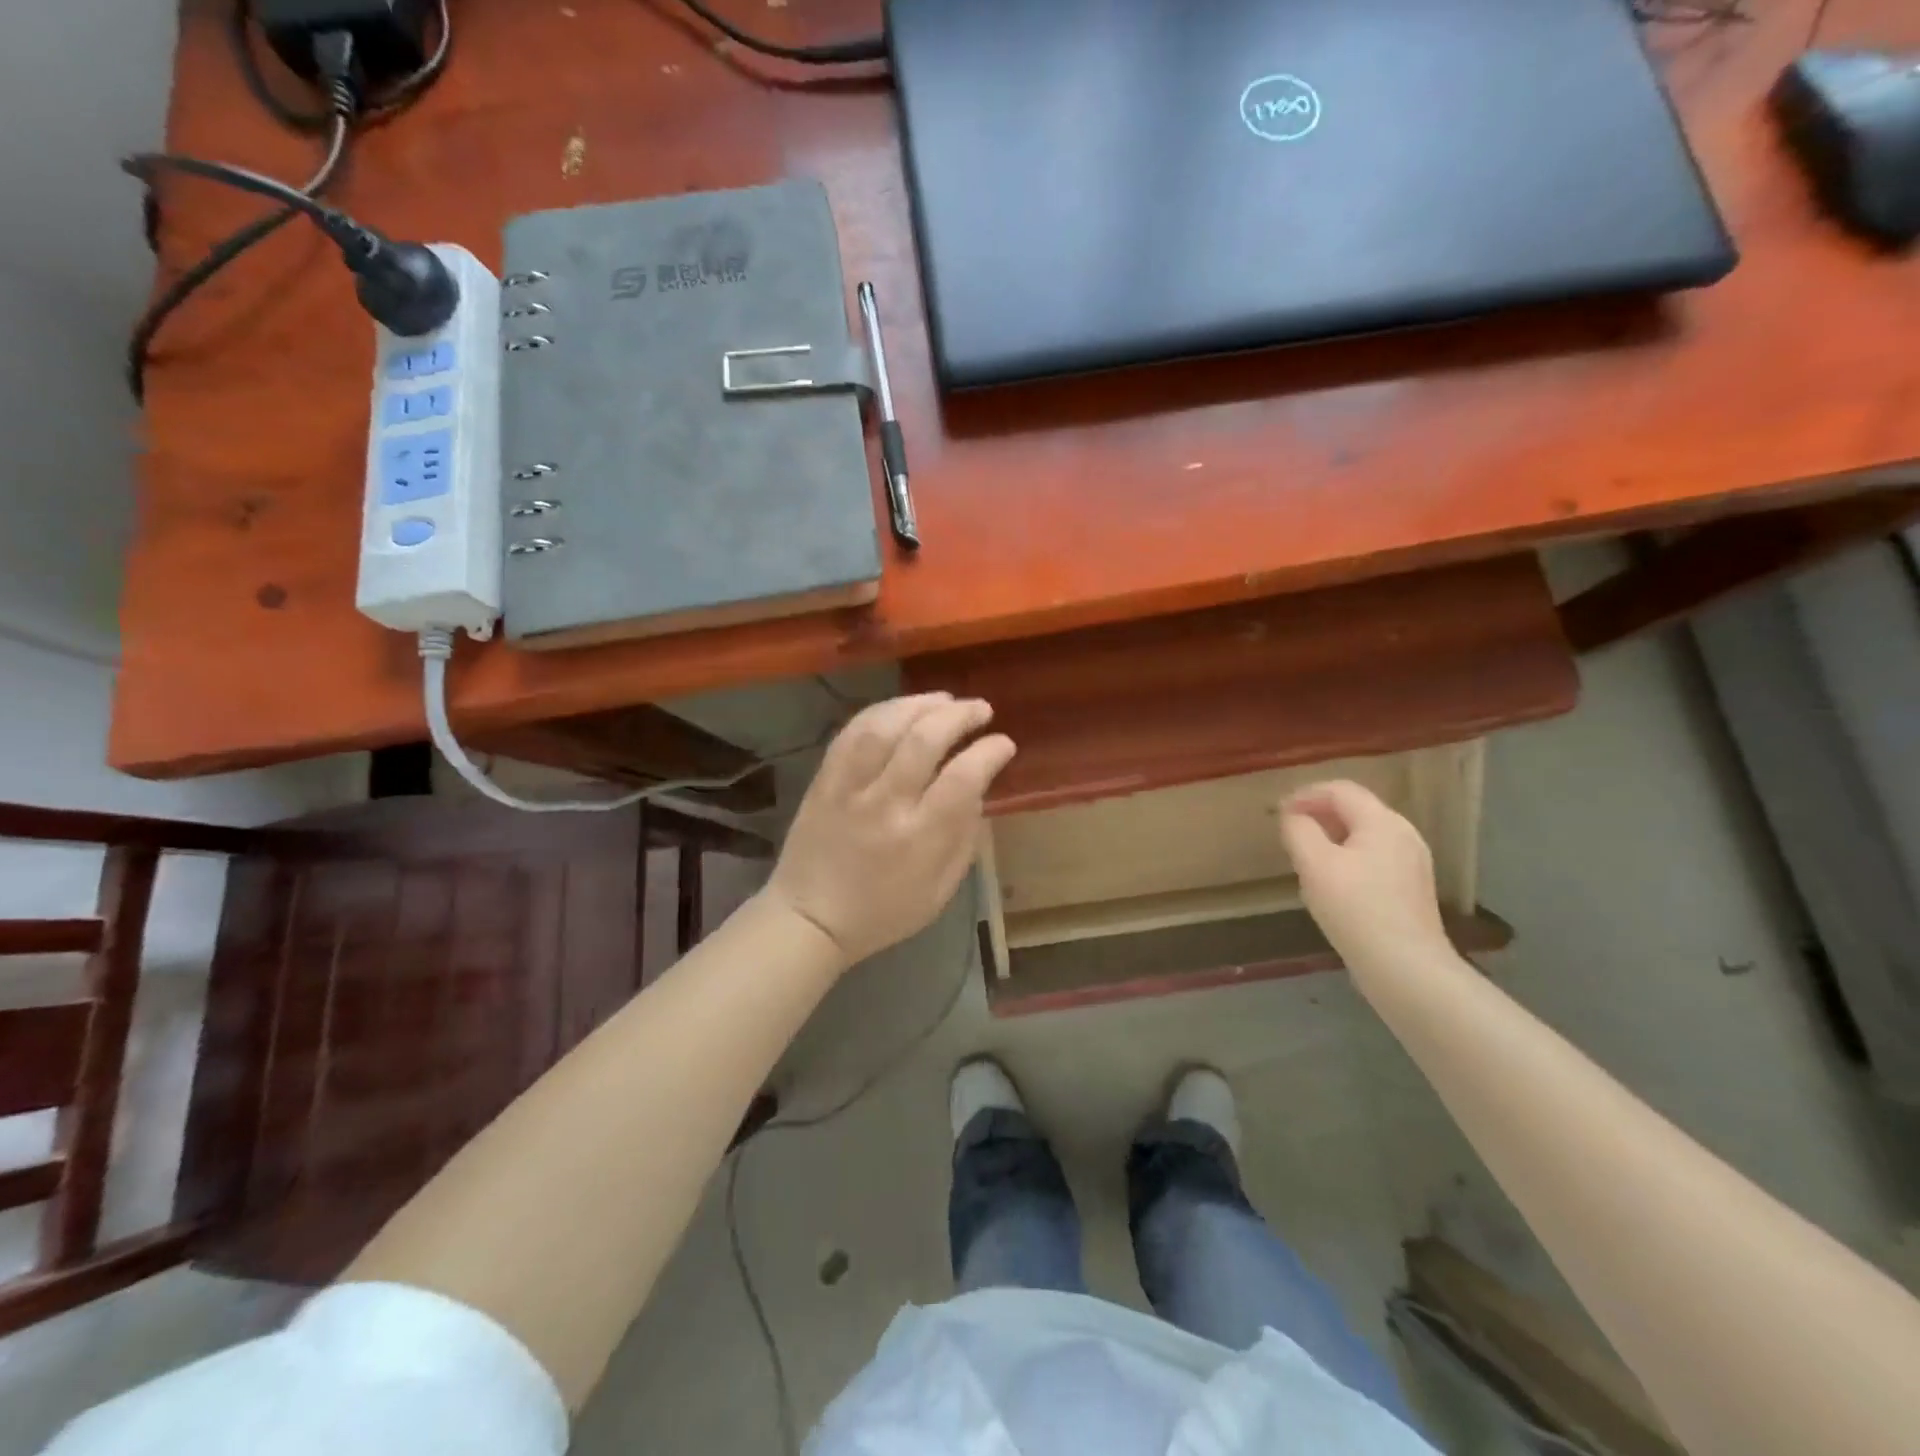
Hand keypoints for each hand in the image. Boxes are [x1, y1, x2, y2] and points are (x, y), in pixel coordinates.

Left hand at [764, 693, 1016, 966]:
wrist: (809, 918)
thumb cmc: (884, 912)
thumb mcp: (940, 891)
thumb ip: (964, 838)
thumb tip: (978, 787)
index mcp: (920, 839)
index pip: (963, 778)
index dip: (989, 751)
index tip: (1004, 743)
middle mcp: (885, 805)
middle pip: (924, 739)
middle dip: (959, 715)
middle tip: (981, 709)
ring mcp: (849, 788)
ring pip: (885, 726)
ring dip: (920, 704)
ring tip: (944, 700)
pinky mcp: (823, 779)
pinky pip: (851, 732)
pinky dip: (882, 712)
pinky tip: (902, 708)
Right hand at [1279, 780, 1451, 965]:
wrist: (1405, 967)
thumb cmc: (1355, 909)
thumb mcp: (1314, 864)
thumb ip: (1299, 831)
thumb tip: (1293, 817)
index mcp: (1382, 822)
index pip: (1340, 790)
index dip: (1305, 794)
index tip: (1278, 813)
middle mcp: (1404, 834)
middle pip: (1356, 809)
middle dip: (1319, 814)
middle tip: (1289, 832)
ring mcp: (1412, 862)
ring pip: (1365, 835)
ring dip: (1332, 836)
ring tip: (1305, 856)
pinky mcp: (1412, 888)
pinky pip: (1375, 857)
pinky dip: (1348, 857)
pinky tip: (1333, 883)